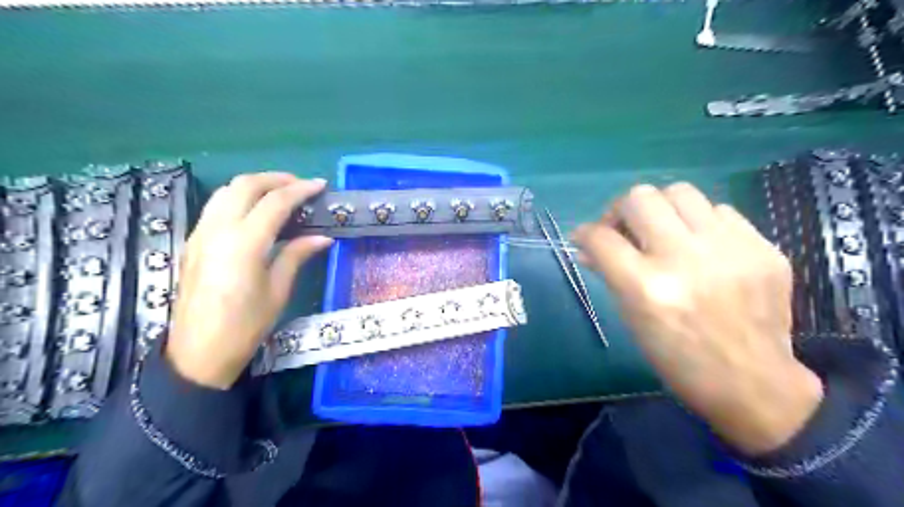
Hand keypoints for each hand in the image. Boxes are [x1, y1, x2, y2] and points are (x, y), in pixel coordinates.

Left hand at [165, 172, 330, 389]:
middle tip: (301, 185)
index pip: (275, 202)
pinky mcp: (193, 242)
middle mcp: (218, 230)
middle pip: (245, 185)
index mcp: (244, 243)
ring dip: (255, 185)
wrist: (198, 353)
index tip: (320, 185)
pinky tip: (256, 211)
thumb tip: (322, 237)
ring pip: (226, 191)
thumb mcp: (278, 291)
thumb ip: (297, 255)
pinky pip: (216, 206)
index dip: (300, 190)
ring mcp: (201, 234)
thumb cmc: (245, 326)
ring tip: (280, 193)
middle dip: (276, 178)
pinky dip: (239, 198)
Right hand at [575, 182, 824, 454]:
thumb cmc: (678, 359)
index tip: (585, 237)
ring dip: (661, 209)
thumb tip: (588, 246)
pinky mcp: (763, 248)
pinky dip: (700, 223)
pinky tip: (702, 246)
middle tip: (625, 230)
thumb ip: (610, 273)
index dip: (585, 232)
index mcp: (647, 288)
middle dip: (621, 210)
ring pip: (680, 191)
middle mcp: (685, 260)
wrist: (753, 384)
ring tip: (664, 231)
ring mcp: (730, 250)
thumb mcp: (632, 319)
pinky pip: (720, 211)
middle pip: (640, 198)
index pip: (602, 237)